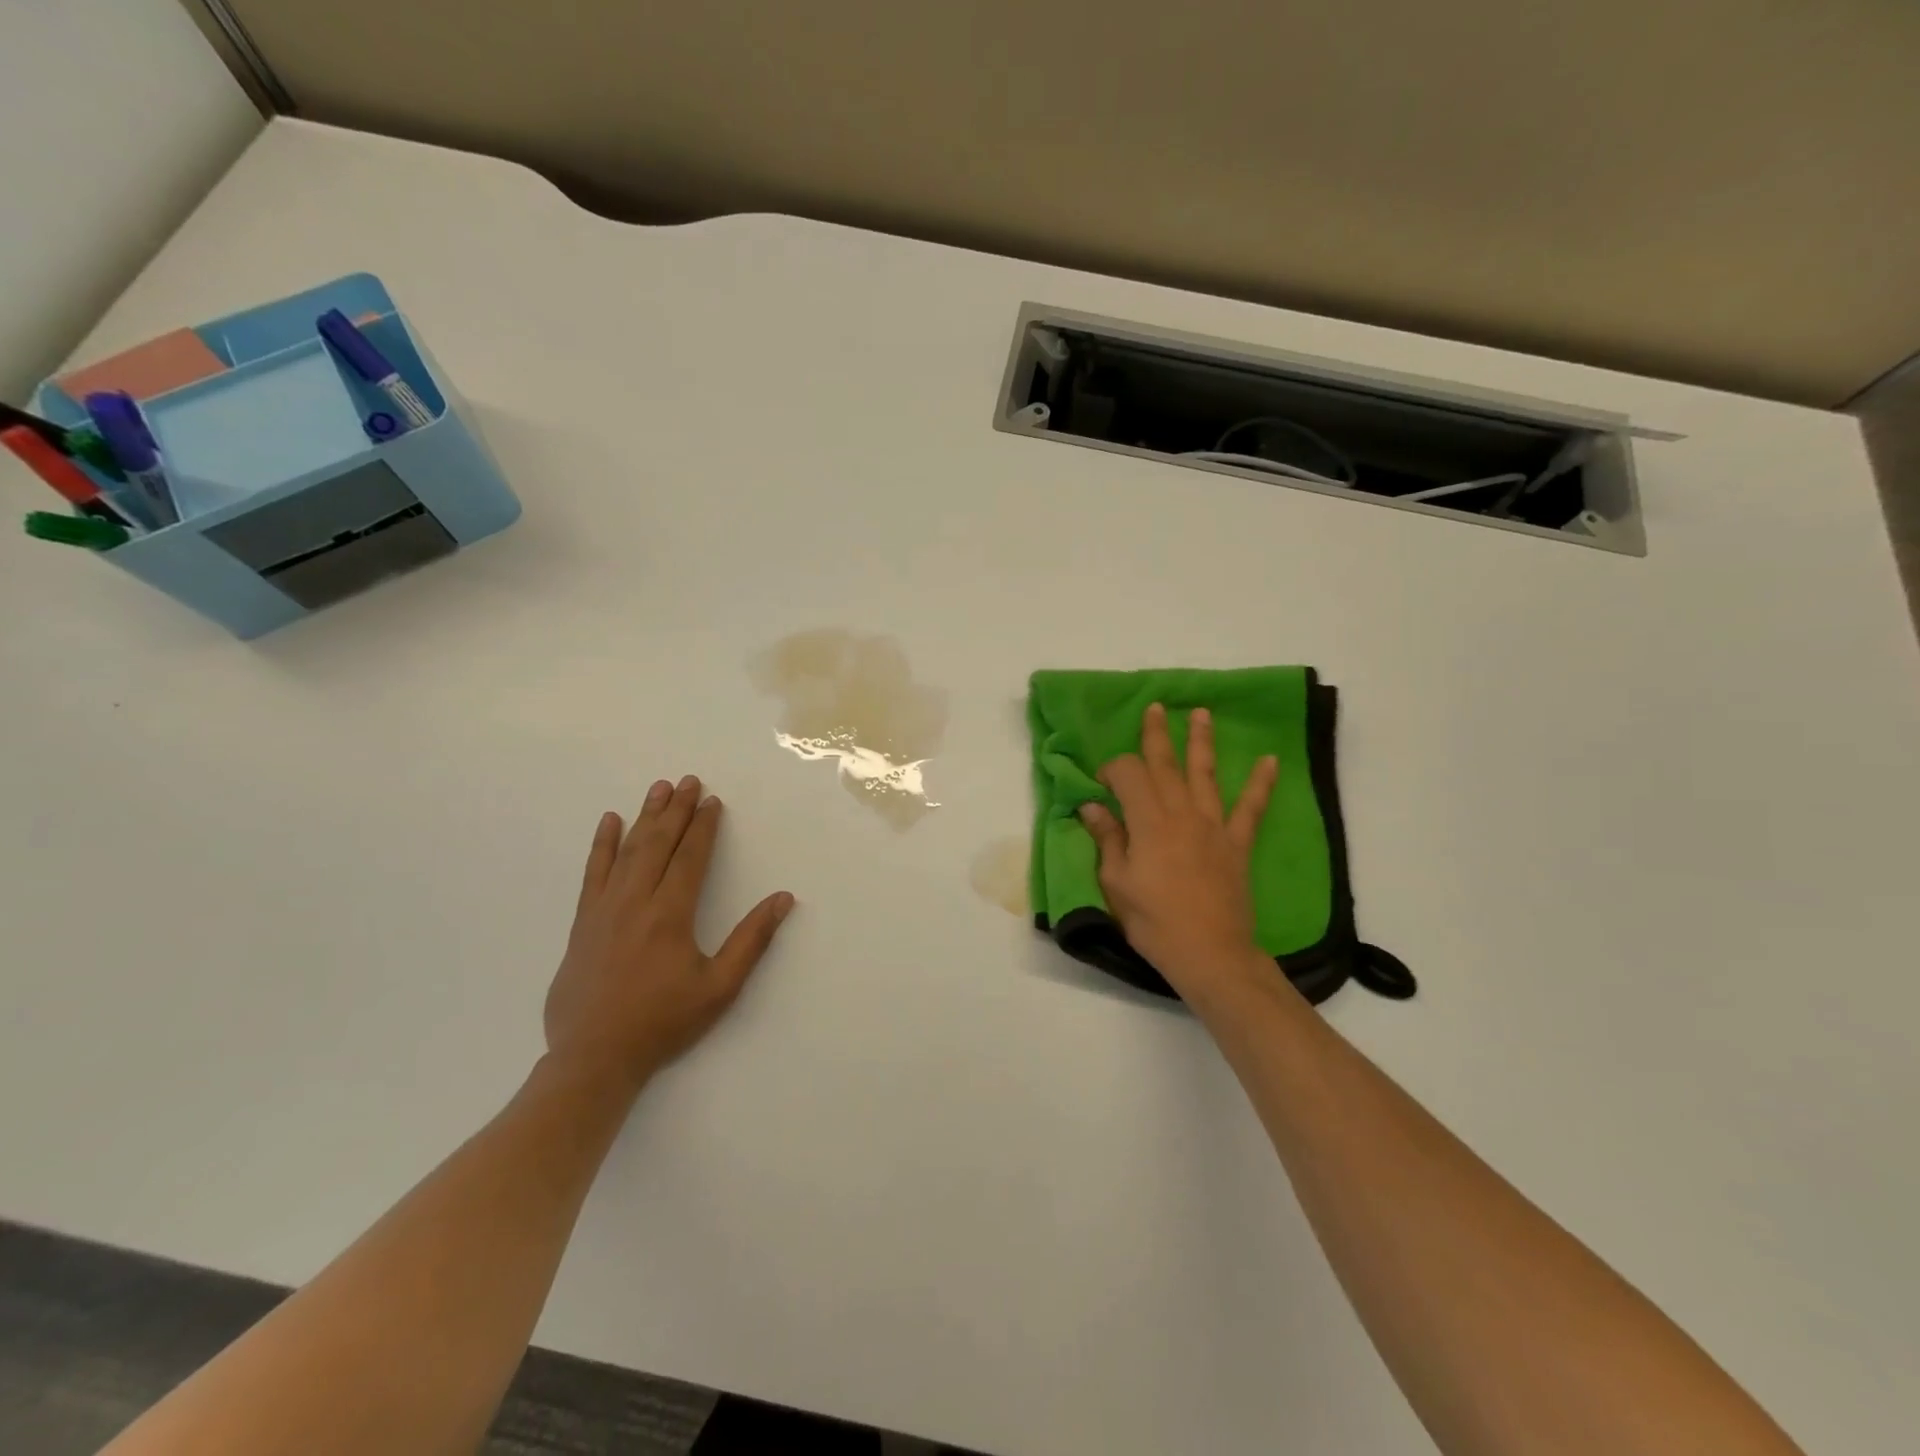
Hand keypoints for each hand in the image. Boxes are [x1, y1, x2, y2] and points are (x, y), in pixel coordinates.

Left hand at [544, 774, 794, 1090]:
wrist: (594, 1057)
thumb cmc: (663, 1021)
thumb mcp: (719, 987)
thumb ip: (752, 940)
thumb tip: (782, 899)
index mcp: (671, 914)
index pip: (690, 857)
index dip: (703, 827)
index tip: (712, 801)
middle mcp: (636, 901)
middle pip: (659, 844)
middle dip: (676, 810)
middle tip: (689, 781)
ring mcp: (604, 909)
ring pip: (628, 851)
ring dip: (645, 817)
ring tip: (659, 788)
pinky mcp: (583, 922)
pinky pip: (593, 873)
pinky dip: (602, 845)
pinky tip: (609, 822)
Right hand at [1078, 703, 1278, 999]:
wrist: (1210, 953)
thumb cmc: (1154, 921)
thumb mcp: (1117, 883)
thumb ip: (1108, 840)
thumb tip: (1092, 806)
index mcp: (1148, 822)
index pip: (1129, 776)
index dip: (1112, 770)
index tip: (1101, 783)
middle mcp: (1181, 814)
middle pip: (1166, 765)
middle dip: (1157, 735)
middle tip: (1155, 707)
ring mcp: (1213, 826)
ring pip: (1205, 774)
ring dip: (1202, 742)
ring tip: (1201, 713)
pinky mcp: (1237, 843)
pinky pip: (1251, 808)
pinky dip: (1260, 784)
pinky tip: (1269, 761)